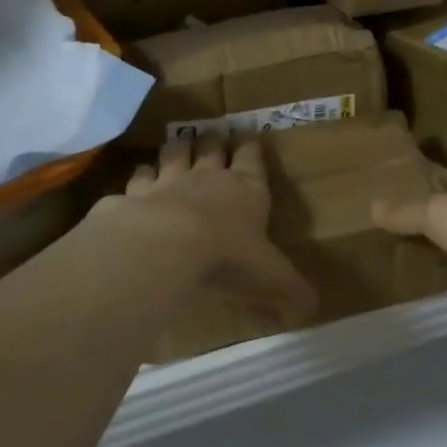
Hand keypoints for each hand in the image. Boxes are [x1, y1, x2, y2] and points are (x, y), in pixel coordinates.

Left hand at [98, 134, 315, 327]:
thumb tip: (311, 309)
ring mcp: (168, 181)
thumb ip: (292, 291)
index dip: (251, 148)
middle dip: (213, 142)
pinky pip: (138, 177)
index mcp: (246, 189)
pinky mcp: (135, 194)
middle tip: (213, 137)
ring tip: (177, 146)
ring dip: (177, 149)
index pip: (252, 158)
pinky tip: (139, 178)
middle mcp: (208, 177)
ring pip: (174, 153)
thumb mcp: (272, 279)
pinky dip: (140, 176)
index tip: (249, 138)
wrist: (167, 246)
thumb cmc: (228, 257)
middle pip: (211, 147)